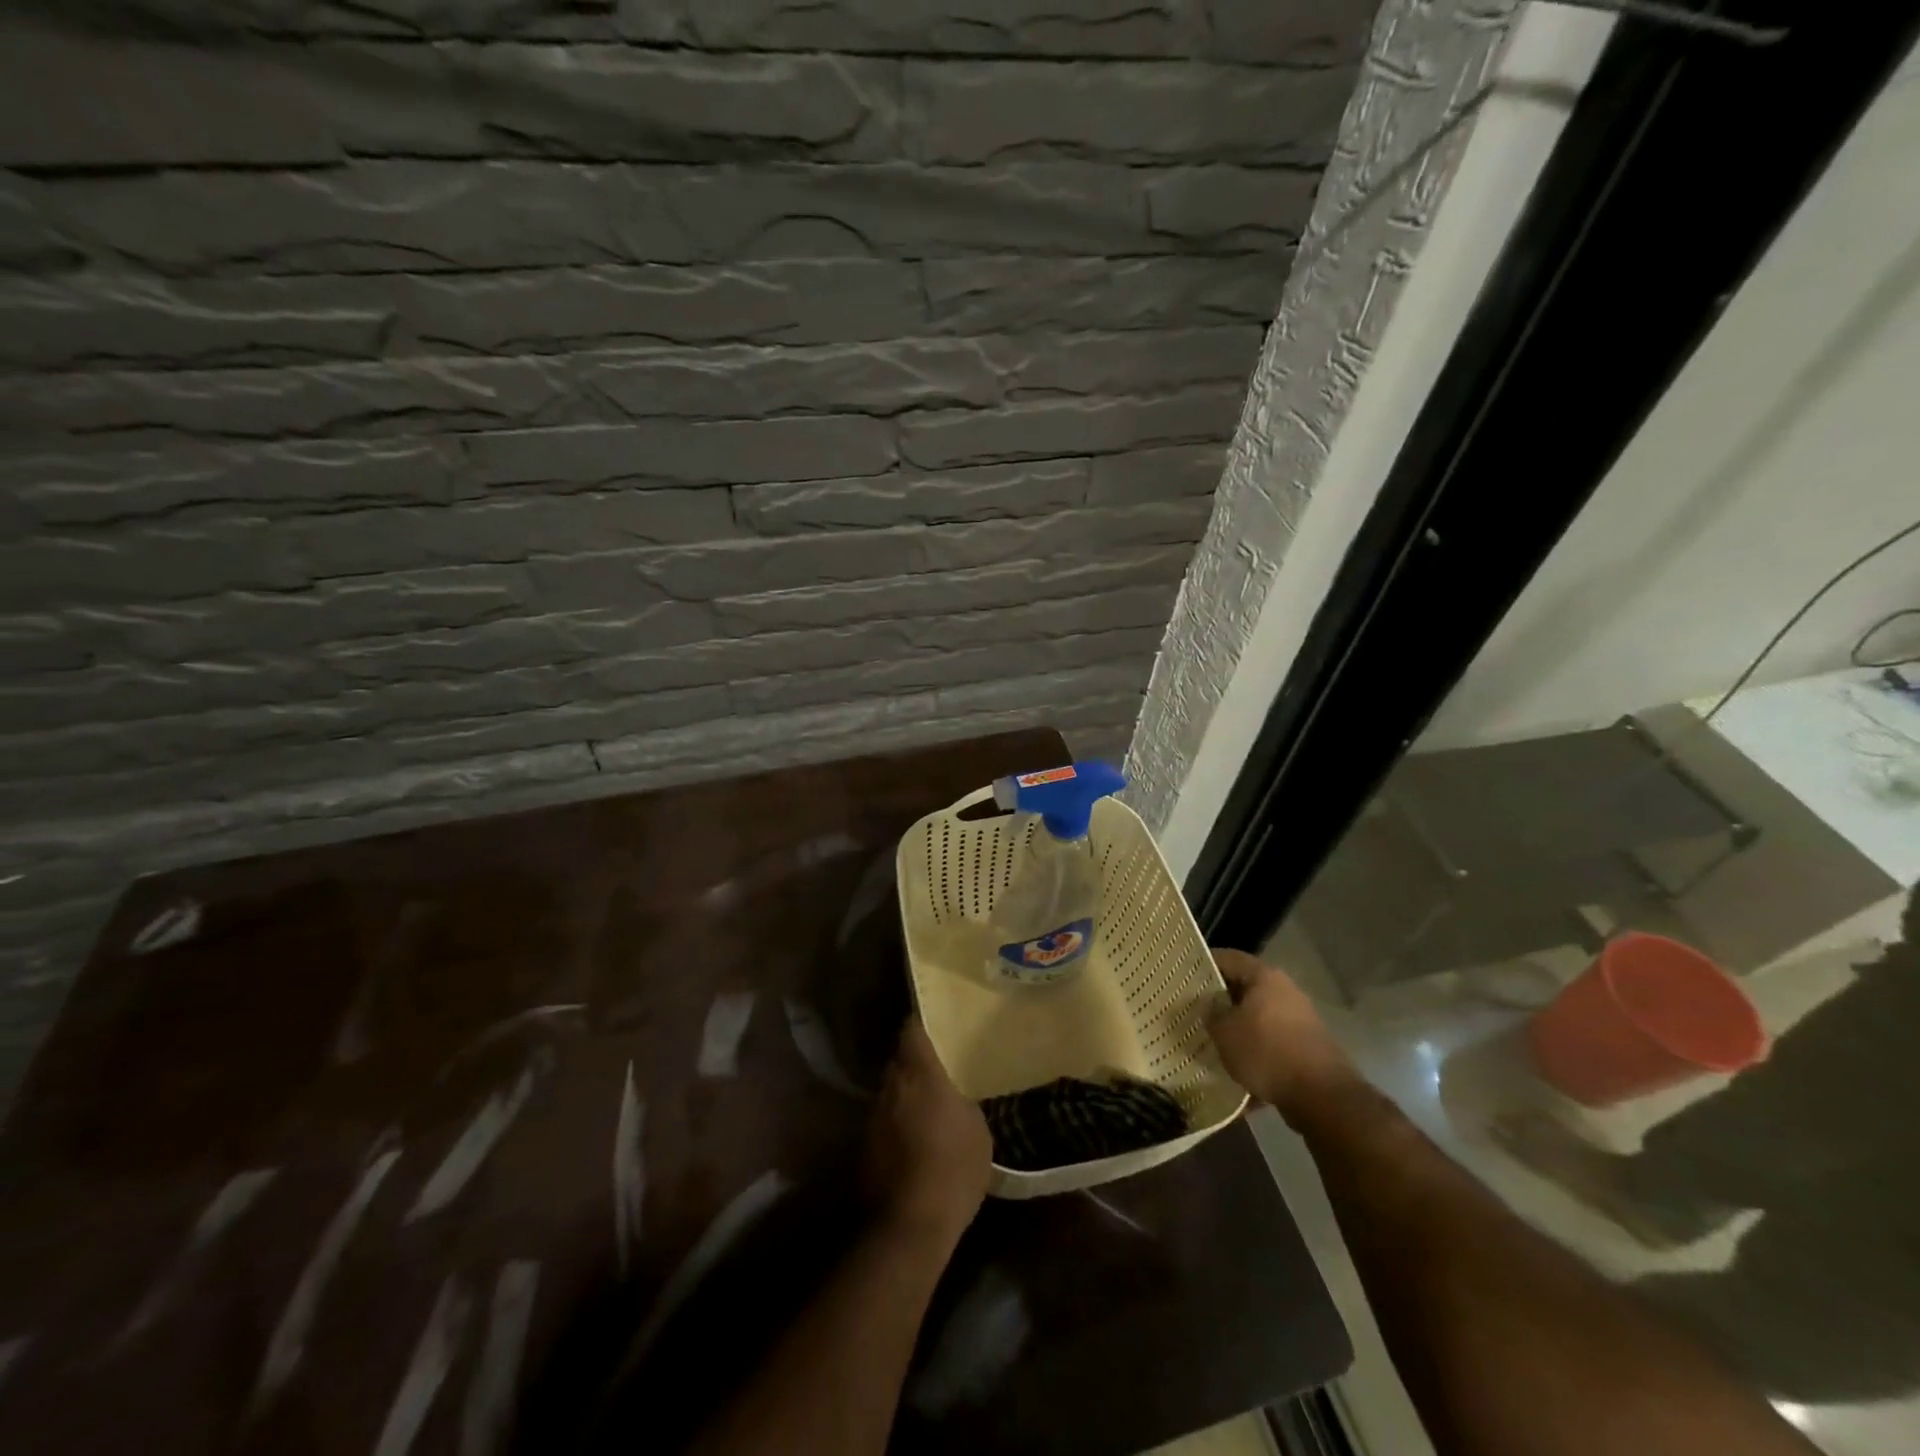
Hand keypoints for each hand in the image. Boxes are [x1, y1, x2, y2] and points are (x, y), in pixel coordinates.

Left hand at [865, 1016, 992, 1247]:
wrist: (910, 1225)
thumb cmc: (953, 1168)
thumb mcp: (978, 1129)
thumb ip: (962, 1101)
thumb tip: (953, 1097)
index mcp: (919, 1074)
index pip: (911, 1031)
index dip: (921, 1024)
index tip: (934, 1022)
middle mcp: (891, 1086)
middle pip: (898, 1060)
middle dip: (914, 1061)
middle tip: (937, 1066)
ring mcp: (873, 1116)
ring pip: (890, 1091)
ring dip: (905, 1094)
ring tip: (928, 1105)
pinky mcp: (865, 1145)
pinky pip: (884, 1120)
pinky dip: (897, 1122)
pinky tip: (914, 1138)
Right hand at [1208, 949, 1359, 1128]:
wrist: (1322, 1097)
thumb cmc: (1267, 1052)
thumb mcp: (1225, 1032)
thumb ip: (1212, 1014)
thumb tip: (1210, 1007)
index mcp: (1265, 977)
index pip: (1229, 958)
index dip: (1204, 964)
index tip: (1184, 974)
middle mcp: (1285, 991)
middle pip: (1245, 988)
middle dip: (1221, 1000)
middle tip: (1195, 1010)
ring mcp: (1300, 1020)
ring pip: (1258, 1017)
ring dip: (1238, 1028)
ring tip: (1213, 1041)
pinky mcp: (1307, 1047)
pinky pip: (1272, 1043)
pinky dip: (1256, 1052)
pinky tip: (1238, 1070)